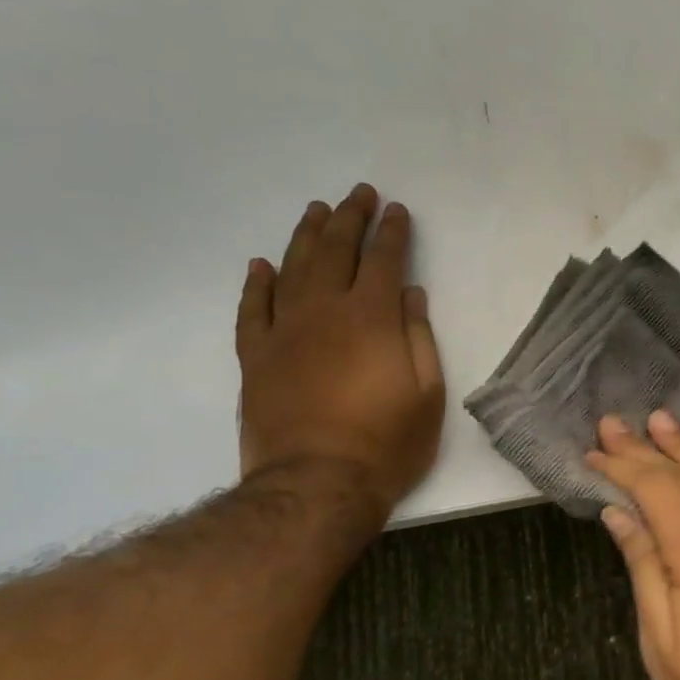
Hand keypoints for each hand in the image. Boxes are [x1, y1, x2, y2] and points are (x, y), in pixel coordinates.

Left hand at [237, 185, 444, 531]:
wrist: (316, 485)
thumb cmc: (387, 442)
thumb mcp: (428, 392)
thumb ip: (419, 336)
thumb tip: (411, 294)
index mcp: (373, 318)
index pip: (384, 260)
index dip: (392, 232)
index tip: (397, 210)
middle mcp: (325, 312)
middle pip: (336, 251)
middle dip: (350, 218)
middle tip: (358, 194)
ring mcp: (284, 332)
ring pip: (292, 269)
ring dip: (305, 236)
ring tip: (316, 211)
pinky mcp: (255, 357)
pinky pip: (251, 310)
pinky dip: (256, 283)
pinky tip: (261, 264)